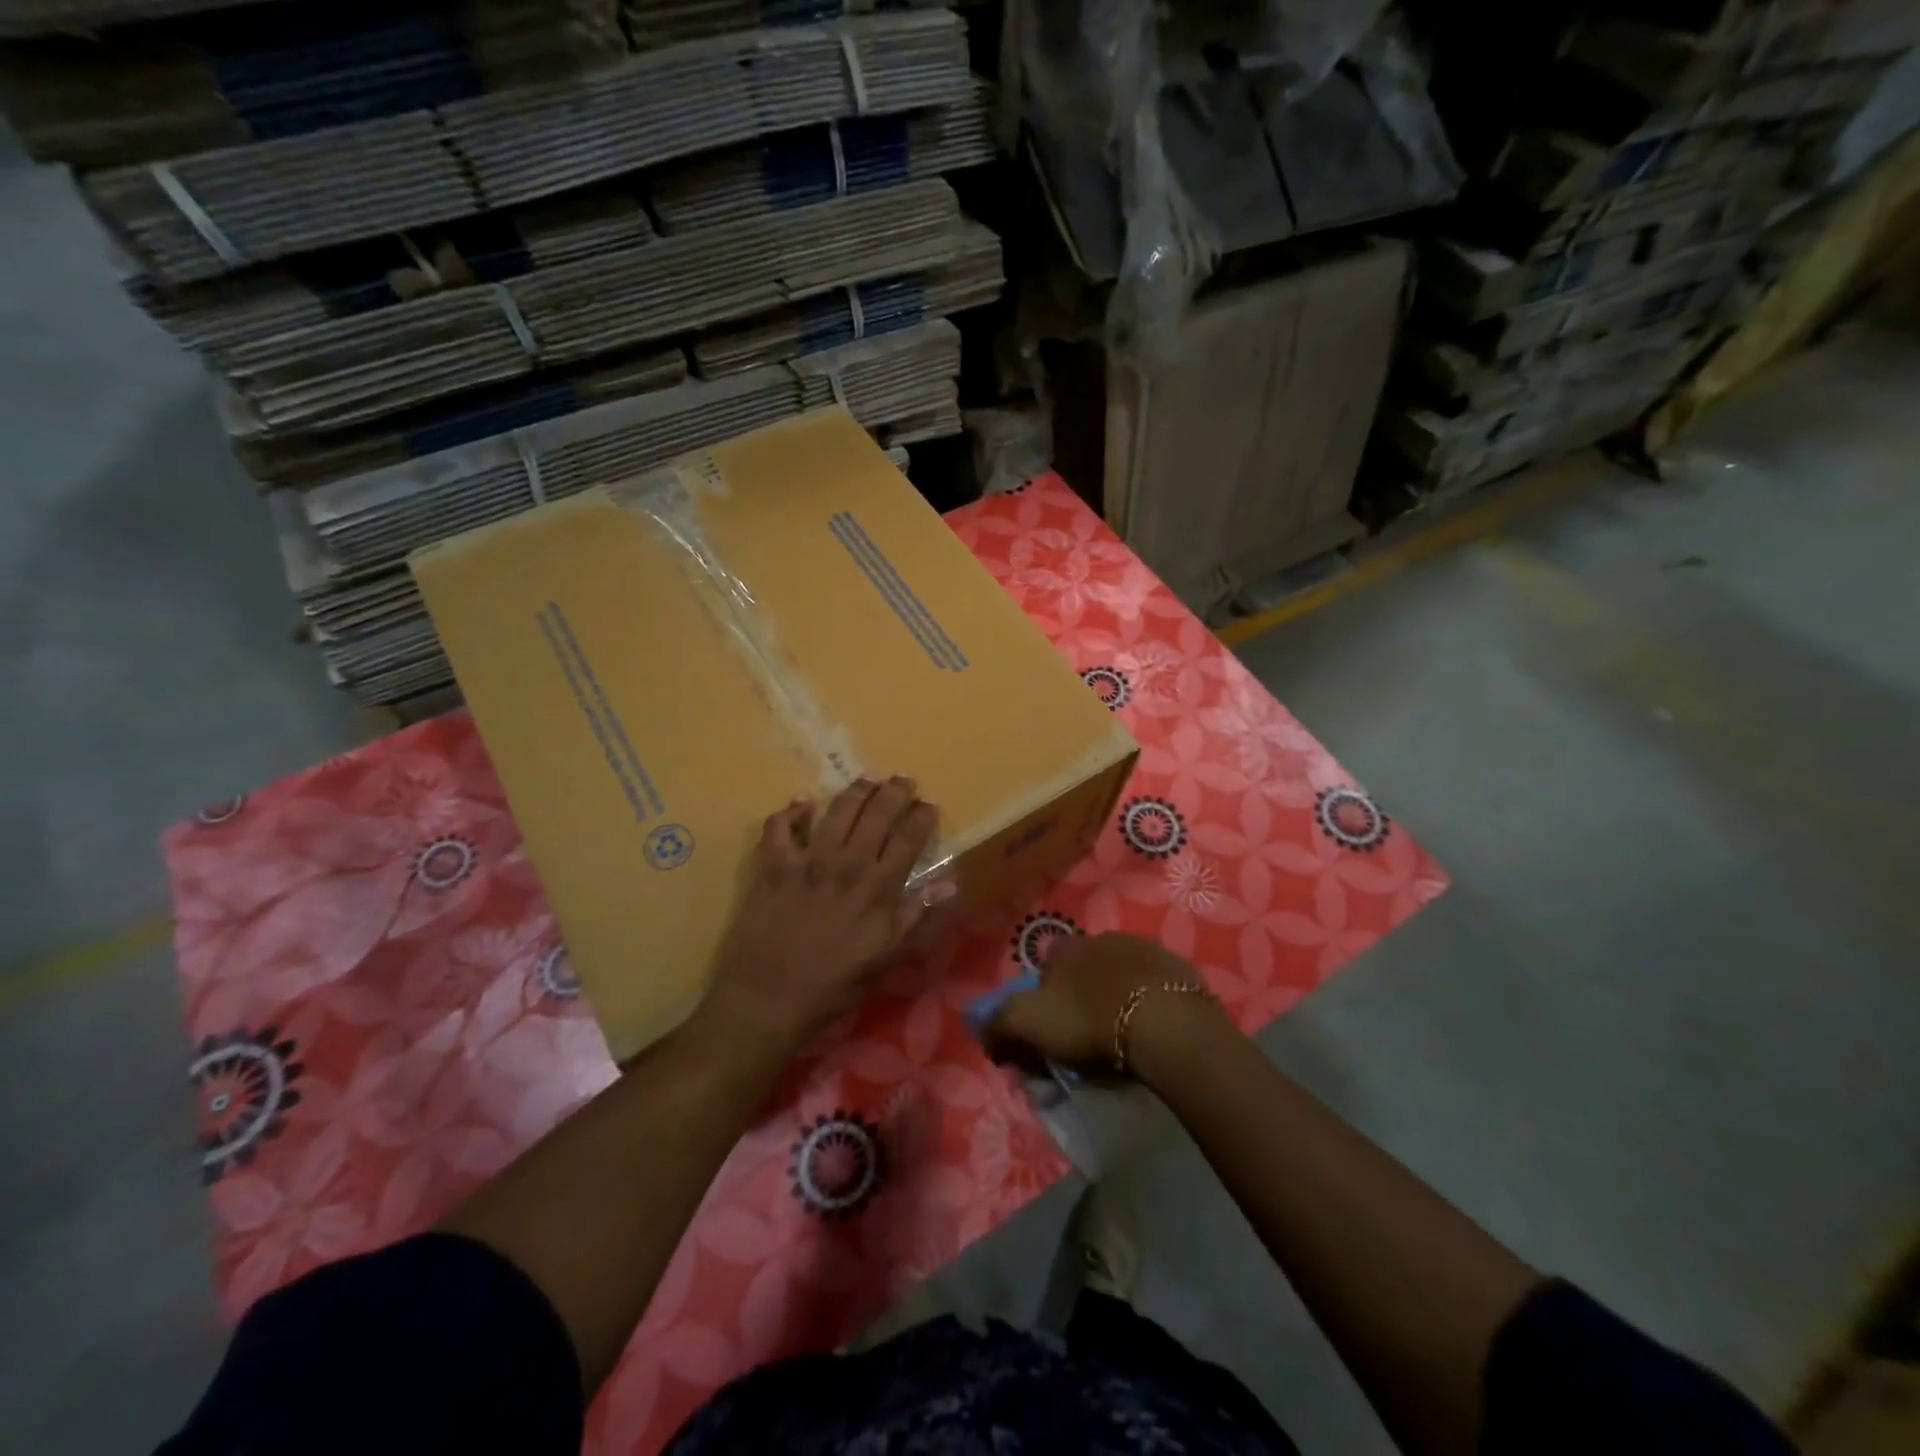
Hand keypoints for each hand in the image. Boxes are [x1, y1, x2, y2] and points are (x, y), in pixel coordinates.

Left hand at [700, 776, 938, 1054]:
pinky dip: (791, 812)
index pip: (908, 839)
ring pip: (836, 811)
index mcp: (878, 888)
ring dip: (855, 791)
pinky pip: (780, 827)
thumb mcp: (885, 957)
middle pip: (876, 814)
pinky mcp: (773, 865)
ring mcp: (807, 860)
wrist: (768, 999)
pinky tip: (801, 803)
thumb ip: (916, 916)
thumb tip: (949, 882)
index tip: (929, 804)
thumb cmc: (833, 985)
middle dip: (894, 792)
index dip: (921, 817)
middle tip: (903, 778)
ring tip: (868, 778)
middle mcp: (846, 864)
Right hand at [984, 931, 1233, 1080]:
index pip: (1045, 967)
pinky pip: (1155, 985)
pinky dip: (1150, 1000)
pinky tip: (1153, 1026)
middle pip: (1084, 967)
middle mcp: (1102, 938)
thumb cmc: (1091, 1021)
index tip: (1049, 1027)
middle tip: (1086, 1032)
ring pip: (1120, 971)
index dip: (1043, 996)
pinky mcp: (1177, 968)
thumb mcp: (1029, 1025)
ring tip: (1122, 1031)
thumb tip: (985, 1031)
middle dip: (1081, 992)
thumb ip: (1000, 1024)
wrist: (1166, 1024)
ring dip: (1117, 993)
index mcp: (1065, 948)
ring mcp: (1144, 949)